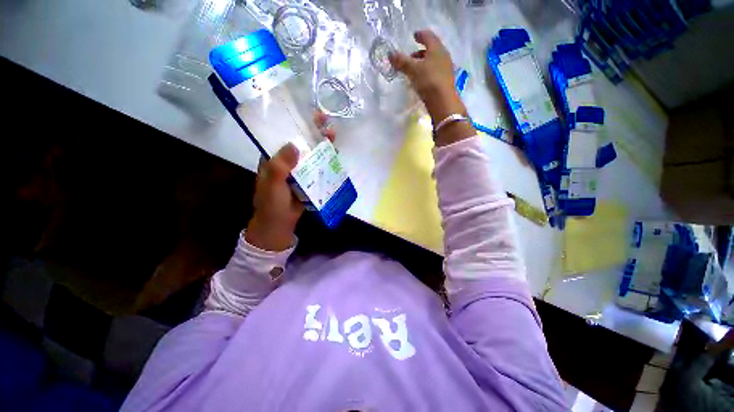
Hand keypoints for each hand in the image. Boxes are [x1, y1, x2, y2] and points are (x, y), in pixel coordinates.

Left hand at [245, 111, 334, 250]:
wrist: (280, 223)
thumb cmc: (271, 204)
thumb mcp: (272, 185)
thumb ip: (279, 166)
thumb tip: (294, 145)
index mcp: (274, 157)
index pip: (284, 135)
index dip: (295, 123)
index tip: (307, 114)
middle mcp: (287, 160)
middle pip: (301, 142)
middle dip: (313, 131)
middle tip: (326, 123)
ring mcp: (300, 170)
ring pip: (312, 153)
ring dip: (322, 144)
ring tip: (333, 136)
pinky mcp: (309, 179)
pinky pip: (318, 167)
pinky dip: (326, 160)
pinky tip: (335, 154)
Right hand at [388, 30, 465, 121]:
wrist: (442, 101)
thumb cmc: (428, 80)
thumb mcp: (413, 70)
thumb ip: (401, 61)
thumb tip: (390, 54)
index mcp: (437, 48)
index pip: (428, 36)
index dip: (420, 35)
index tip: (414, 36)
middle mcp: (443, 56)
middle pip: (431, 49)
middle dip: (420, 52)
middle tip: (409, 58)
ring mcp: (445, 69)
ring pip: (433, 61)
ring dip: (423, 63)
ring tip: (412, 71)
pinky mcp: (445, 81)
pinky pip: (434, 72)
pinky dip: (426, 72)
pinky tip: (420, 80)